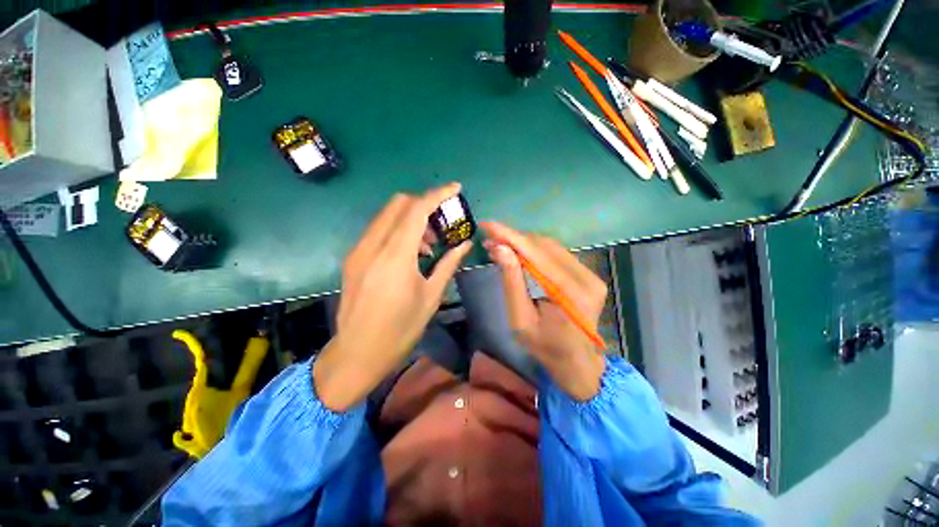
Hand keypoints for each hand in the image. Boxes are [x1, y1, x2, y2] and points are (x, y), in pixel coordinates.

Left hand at [313, 183, 472, 410]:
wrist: (358, 353)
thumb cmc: (400, 329)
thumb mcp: (431, 296)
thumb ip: (449, 263)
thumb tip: (466, 243)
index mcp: (395, 257)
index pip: (417, 209)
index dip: (438, 194)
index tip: (455, 188)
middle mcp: (372, 246)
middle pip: (399, 203)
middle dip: (424, 205)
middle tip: (441, 226)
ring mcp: (358, 250)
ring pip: (387, 215)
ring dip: (411, 219)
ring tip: (427, 245)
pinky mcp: (353, 258)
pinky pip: (378, 230)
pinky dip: (397, 230)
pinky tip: (409, 253)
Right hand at [481, 222, 606, 400]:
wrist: (577, 362)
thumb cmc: (545, 347)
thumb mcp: (520, 320)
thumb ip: (512, 282)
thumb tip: (500, 248)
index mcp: (570, 294)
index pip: (536, 253)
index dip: (510, 236)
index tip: (487, 225)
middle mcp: (586, 278)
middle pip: (544, 246)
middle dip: (514, 238)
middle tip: (490, 239)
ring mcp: (591, 275)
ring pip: (551, 247)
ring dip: (523, 243)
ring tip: (500, 244)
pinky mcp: (589, 275)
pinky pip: (557, 254)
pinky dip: (535, 250)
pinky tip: (519, 252)